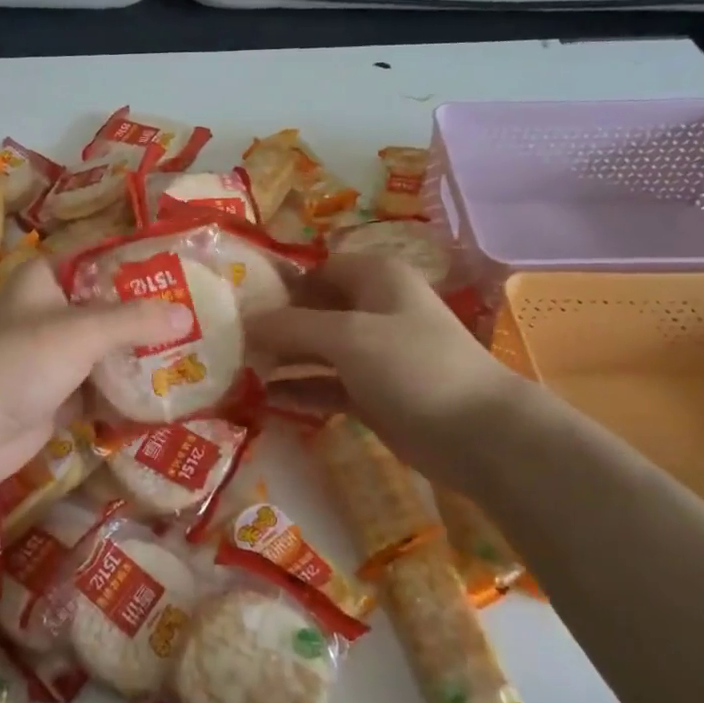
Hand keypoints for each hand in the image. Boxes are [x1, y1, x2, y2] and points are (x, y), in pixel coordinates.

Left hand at [0, 258, 192, 491]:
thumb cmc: (20, 362)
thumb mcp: (82, 331)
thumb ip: (134, 321)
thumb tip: (185, 314)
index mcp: (42, 281)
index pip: (96, 263)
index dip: (135, 267)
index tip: (179, 274)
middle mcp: (46, 314)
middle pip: (104, 310)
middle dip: (144, 318)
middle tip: (196, 319)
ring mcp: (49, 358)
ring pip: (103, 352)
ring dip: (137, 358)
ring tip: (190, 356)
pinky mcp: (54, 396)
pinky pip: (97, 388)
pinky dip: (122, 392)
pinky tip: (162, 393)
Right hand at [248, 255, 522, 480]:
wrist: (477, 433)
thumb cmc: (413, 366)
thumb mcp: (347, 337)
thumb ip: (292, 326)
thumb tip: (245, 320)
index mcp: (375, 278)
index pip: (316, 269)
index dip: (278, 283)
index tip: (236, 303)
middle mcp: (373, 309)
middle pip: (312, 310)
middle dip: (273, 325)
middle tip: (226, 342)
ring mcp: (373, 353)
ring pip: (317, 350)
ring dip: (282, 360)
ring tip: (235, 372)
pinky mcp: (372, 392)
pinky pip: (326, 384)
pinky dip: (300, 390)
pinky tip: (265, 400)